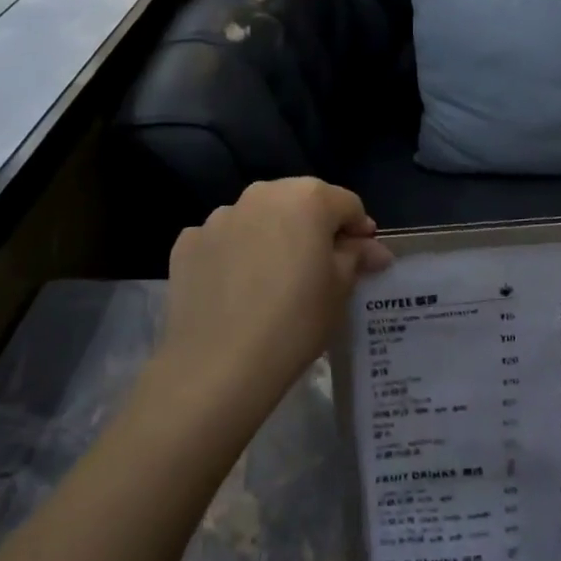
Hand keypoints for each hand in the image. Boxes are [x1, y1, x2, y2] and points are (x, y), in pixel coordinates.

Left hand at [159, 179, 392, 415]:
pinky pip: (223, 240)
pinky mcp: (187, 243)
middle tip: (320, 268)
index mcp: (307, 197)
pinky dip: (234, 254)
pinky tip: (236, 289)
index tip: (362, 259)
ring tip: (273, 281)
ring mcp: (219, 216)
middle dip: (314, 228)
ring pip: (259, 219)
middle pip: (299, 202)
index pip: (346, 204)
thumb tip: (372, 249)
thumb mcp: (340, 289)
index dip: (359, 230)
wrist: (217, 366)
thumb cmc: (295, 321)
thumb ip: (356, 257)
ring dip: (272, 237)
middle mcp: (262, 194)